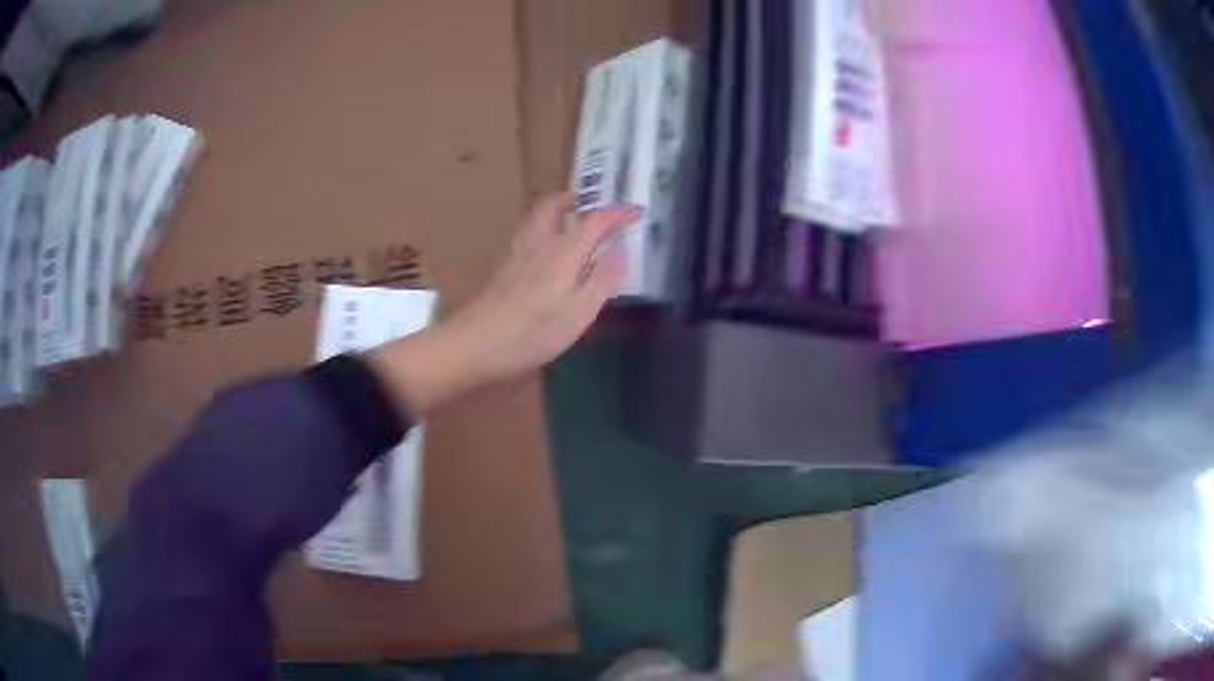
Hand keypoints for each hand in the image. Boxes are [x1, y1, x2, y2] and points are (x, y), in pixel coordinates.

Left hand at [369, 193, 638, 417]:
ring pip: (536, 217)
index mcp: (564, 251)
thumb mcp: (578, 314)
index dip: (617, 215)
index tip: (635, 214)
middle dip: (576, 200)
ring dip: (556, 211)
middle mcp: (539, 243)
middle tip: (592, 206)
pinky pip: (527, 234)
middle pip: (554, 205)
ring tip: (571, 221)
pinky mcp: (503, 268)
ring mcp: (517, 253)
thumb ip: (602, 281)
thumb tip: (621, 253)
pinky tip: (545, 251)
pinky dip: (542, 229)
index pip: (595, 221)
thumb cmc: (532, 333)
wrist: (474, 344)